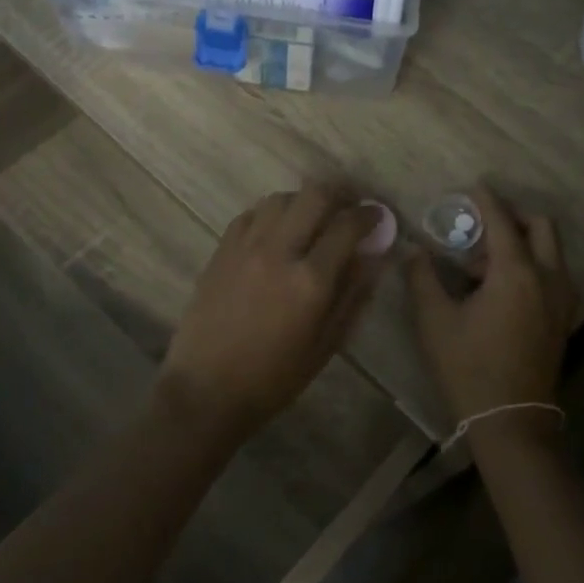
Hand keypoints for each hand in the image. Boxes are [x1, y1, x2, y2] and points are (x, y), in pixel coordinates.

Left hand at [159, 182, 385, 438]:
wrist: (206, 389)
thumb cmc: (274, 378)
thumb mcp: (325, 345)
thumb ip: (352, 296)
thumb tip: (373, 257)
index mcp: (310, 280)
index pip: (347, 226)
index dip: (369, 214)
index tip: (377, 216)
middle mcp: (279, 251)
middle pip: (314, 195)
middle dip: (340, 193)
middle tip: (349, 206)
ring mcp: (245, 247)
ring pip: (281, 198)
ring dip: (304, 201)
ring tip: (313, 219)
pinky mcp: (221, 250)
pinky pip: (251, 214)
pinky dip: (271, 214)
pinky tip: (277, 232)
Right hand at [405, 185, 578, 424]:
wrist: (511, 420)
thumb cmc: (468, 367)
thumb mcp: (435, 321)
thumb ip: (422, 278)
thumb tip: (414, 250)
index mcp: (516, 274)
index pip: (502, 222)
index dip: (487, 200)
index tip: (474, 186)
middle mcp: (548, 278)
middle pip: (542, 227)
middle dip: (513, 217)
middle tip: (480, 227)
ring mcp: (562, 300)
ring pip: (551, 251)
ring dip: (522, 244)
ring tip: (481, 267)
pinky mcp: (564, 319)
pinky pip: (554, 275)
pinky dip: (532, 266)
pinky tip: (501, 289)